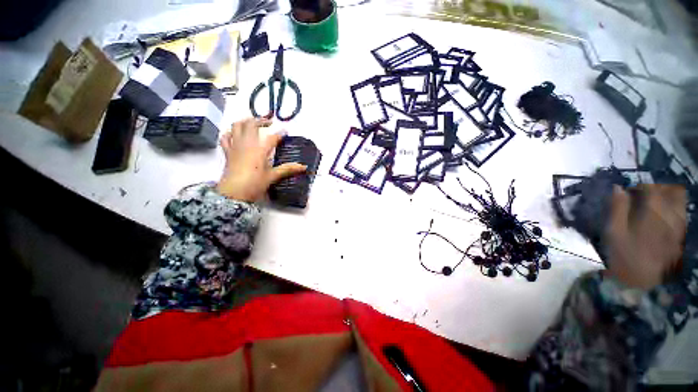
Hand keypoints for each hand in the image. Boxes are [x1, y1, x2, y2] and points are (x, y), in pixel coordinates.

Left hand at [216, 117, 306, 201]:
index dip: (280, 133)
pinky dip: (230, 132)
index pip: (272, 137)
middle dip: (261, 120)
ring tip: (252, 122)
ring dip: (245, 121)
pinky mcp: (228, 152)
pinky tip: (235, 134)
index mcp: (259, 150)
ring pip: (237, 126)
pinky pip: (226, 137)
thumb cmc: (254, 184)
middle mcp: (247, 144)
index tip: (286, 131)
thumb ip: (287, 169)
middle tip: (269, 122)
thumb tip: (304, 166)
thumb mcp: (272, 176)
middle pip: (252, 125)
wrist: (233, 193)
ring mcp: (235, 146)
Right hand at [604, 184, 686, 289]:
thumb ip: (617, 209)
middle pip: (672, 193)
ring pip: (680, 203)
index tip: (632, 191)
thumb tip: (618, 188)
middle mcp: (671, 217)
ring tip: (655, 205)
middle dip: (659, 190)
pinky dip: (673, 211)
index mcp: (653, 214)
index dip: (642, 186)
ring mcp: (679, 227)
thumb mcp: (614, 233)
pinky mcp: (681, 236)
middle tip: (646, 196)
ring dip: (668, 199)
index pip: (652, 189)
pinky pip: (681, 216)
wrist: (643, 284)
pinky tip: (663, 217)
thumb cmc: (624, 256)